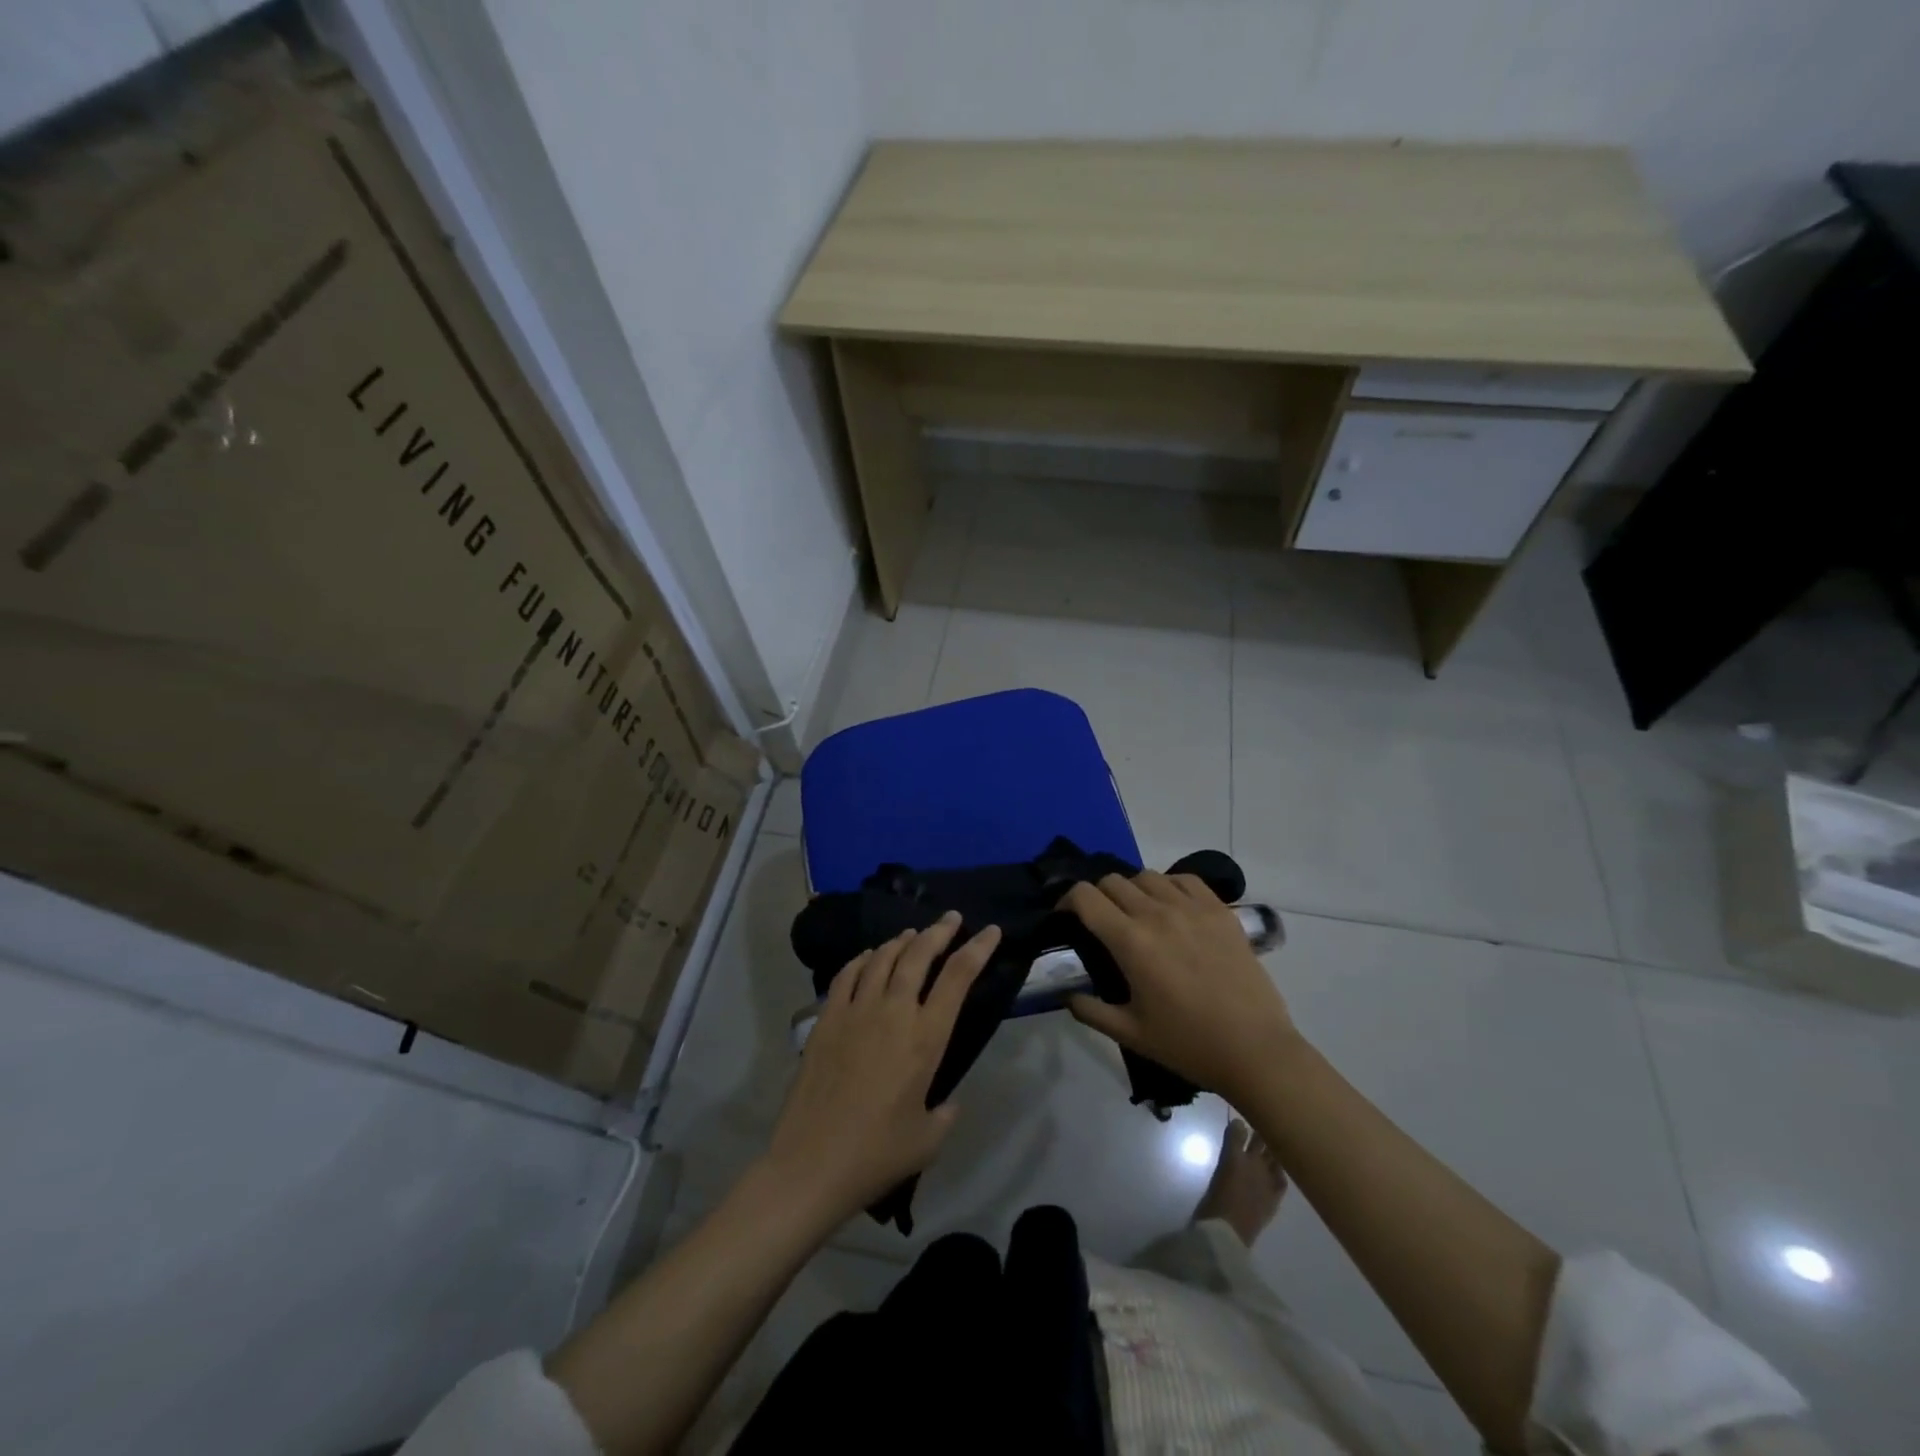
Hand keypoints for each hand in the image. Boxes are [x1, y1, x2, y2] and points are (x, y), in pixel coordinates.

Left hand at [764, 912, 1000, 1223]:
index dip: (977, 949)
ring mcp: (855, 1011)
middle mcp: (893, 1012)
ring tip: (912, 935)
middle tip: (951, 919)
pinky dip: (863, 959)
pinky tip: (869, 957)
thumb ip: (944, 1113)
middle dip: (939, 931)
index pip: (958, 977)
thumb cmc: (877, 1154)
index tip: (990, 930)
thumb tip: (945, 1101)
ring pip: (882, 957)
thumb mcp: (927, 1140)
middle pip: (919, 955)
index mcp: (925, 1038)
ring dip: (901, 941)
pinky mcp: (826, 1019)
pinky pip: (847, 974)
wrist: (812, 1164)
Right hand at [1064, 872, 1297, 1102]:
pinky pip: (1185, 879)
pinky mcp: (1221, 911)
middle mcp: (1157, 914)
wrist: (1255, 1050)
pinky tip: (1173, 907)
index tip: (1067, 917)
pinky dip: (1170, 885)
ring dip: (1133, 889)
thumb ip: (1091, 1011)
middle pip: (1113, 881)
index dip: (1068, 900)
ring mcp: (1192, 908)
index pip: (1085, 896)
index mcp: (1131, 941)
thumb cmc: (1188, 1044)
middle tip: (1101, 921)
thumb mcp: (1130, 1034)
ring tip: (1138, 913)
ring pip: (1147, 876)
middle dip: (1098, 895)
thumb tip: (1068, 996)